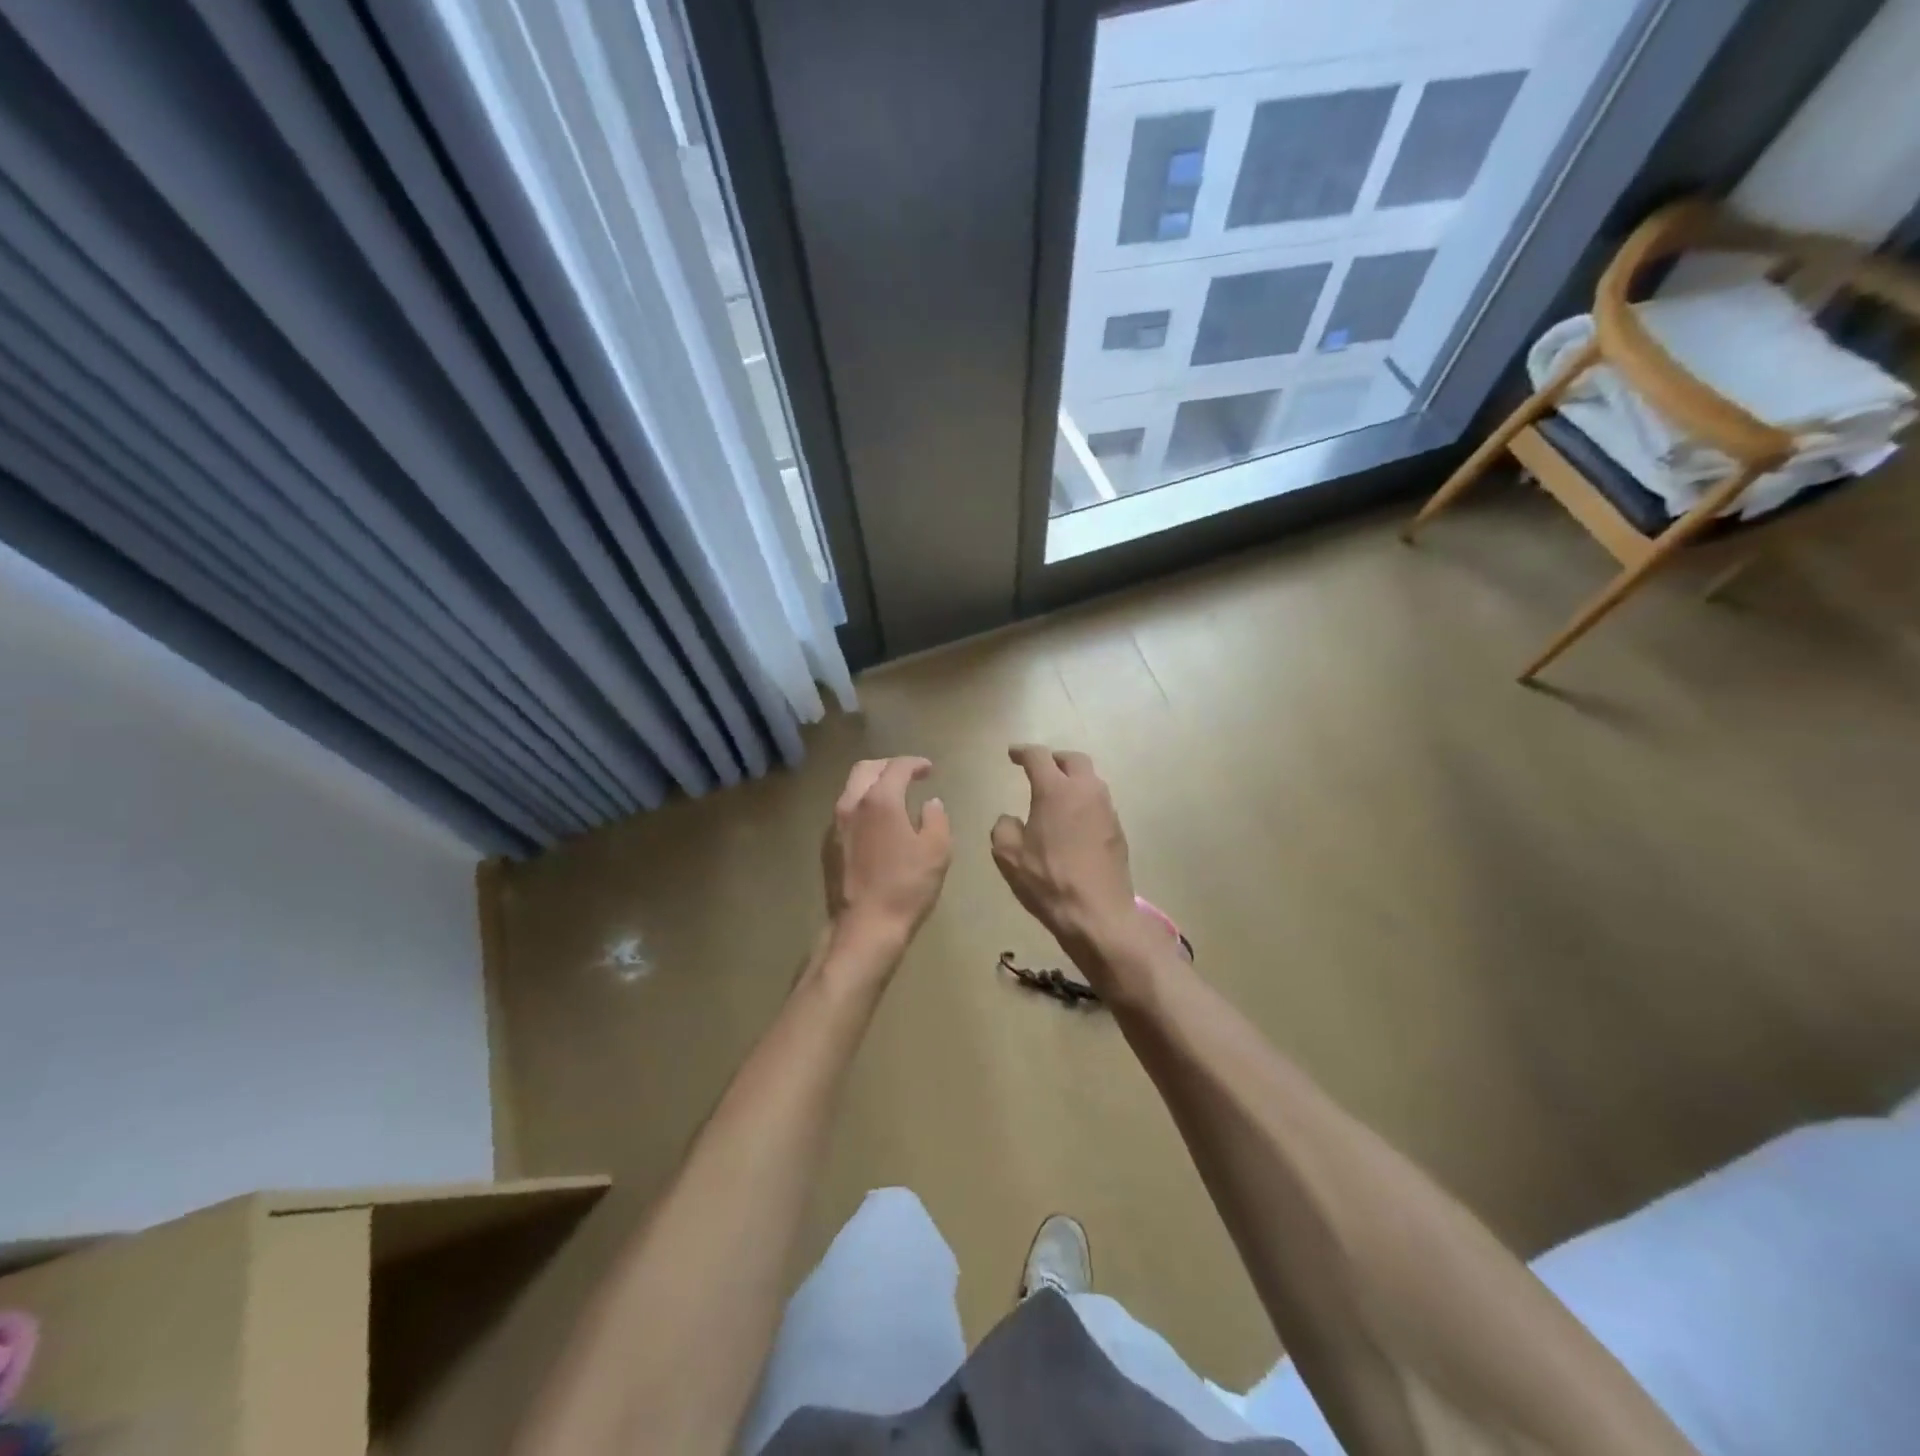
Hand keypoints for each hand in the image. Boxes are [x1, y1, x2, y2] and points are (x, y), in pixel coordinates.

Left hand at [822, 757, 951, 957]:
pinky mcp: (828, 846)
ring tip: (893, 798)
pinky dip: (862, 807)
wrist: (864, 927)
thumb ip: (936, 819)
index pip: (897, 767)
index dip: (915, 764)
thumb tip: (930, 804)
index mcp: (880, 800)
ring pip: (851, 790)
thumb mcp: (937, 850)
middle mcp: (851, 804)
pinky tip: (876, 825)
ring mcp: (834, 826)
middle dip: (888, 766)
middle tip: (908, 775)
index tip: (929, 769)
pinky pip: (845, 813)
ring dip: (872, 786)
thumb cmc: (906, 886)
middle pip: (865, 769)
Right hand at [991, 745, 1139, 958]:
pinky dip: (1084, 802)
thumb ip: (1004, 827)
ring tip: (1057, 795)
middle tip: (1040, 768)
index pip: (1039, 757)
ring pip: (1091, 781)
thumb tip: (1011, 819)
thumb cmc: (1048, 881)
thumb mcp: (1008, 856)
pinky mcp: (1118, 830)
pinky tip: (1073, 822)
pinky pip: (1099, 803)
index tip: (1013, 755)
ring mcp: (1107, 810)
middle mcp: (1086, 791)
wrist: (1098, 914)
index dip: (1023, 752)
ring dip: (1073, 780)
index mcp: (1056, 791)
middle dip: (1055, 759)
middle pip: (1073, 760)